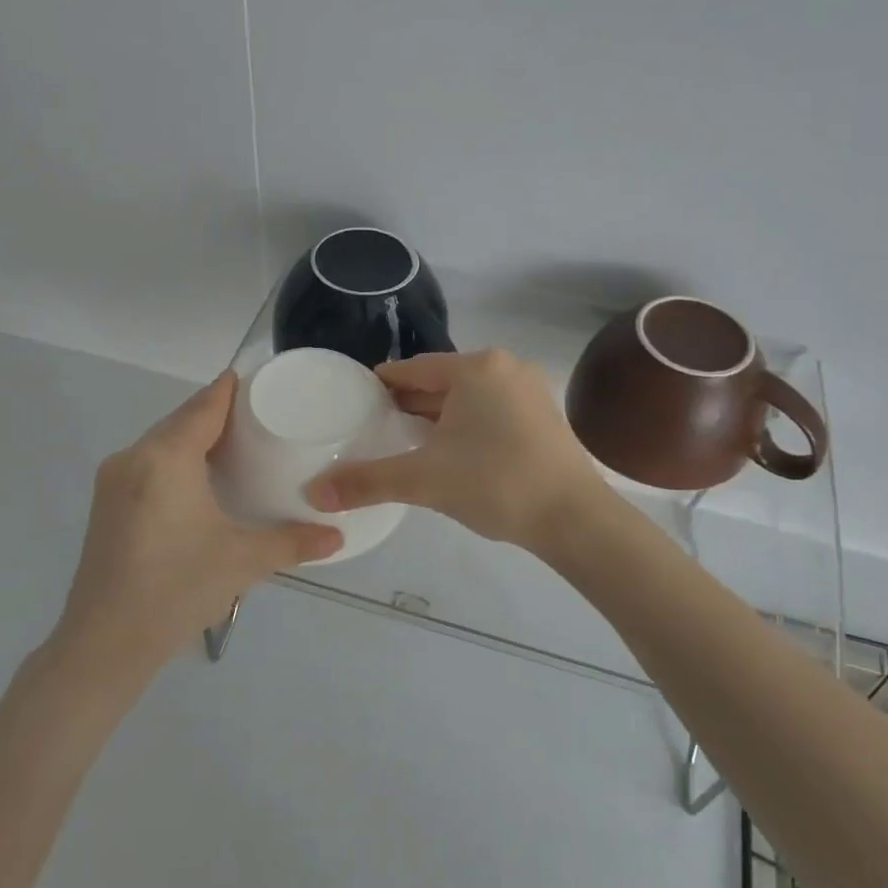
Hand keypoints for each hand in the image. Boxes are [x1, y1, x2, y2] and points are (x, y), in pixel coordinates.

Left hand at [55, 373, 340, 678]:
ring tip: (233, 444)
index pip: (203, 406)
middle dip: (214, 412)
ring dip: (192, 436)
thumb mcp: (244, 561)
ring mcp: (113, 481)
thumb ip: (293, 542)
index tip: (255, 379)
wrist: (105, 642)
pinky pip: (146, 463)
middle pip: (179, 420)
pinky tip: (196, 478)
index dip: (229, 389)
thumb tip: (337, 536)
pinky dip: (174, 458)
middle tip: (257, 416)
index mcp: (165, 458)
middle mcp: (133, 458)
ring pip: (159, 442)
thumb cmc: (178, 589)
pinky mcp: (106, 505)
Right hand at [307, 350, 606, 552]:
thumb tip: (313, 493)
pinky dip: (464, 427)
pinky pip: (490, 413)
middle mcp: (505, 369)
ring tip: (404, 441)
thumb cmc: (495, 483)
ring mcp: (529, 392)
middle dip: (408, 404)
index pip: (413, 370)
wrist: (574, 519)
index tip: (355, 401)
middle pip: (441, 383)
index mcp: (475, 368)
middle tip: (372, 427)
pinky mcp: (543, 418)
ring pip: (467, 399)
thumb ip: (367, 482)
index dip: (381, 385)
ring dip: (436, 417)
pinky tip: (449, 452)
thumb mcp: (424, 480)